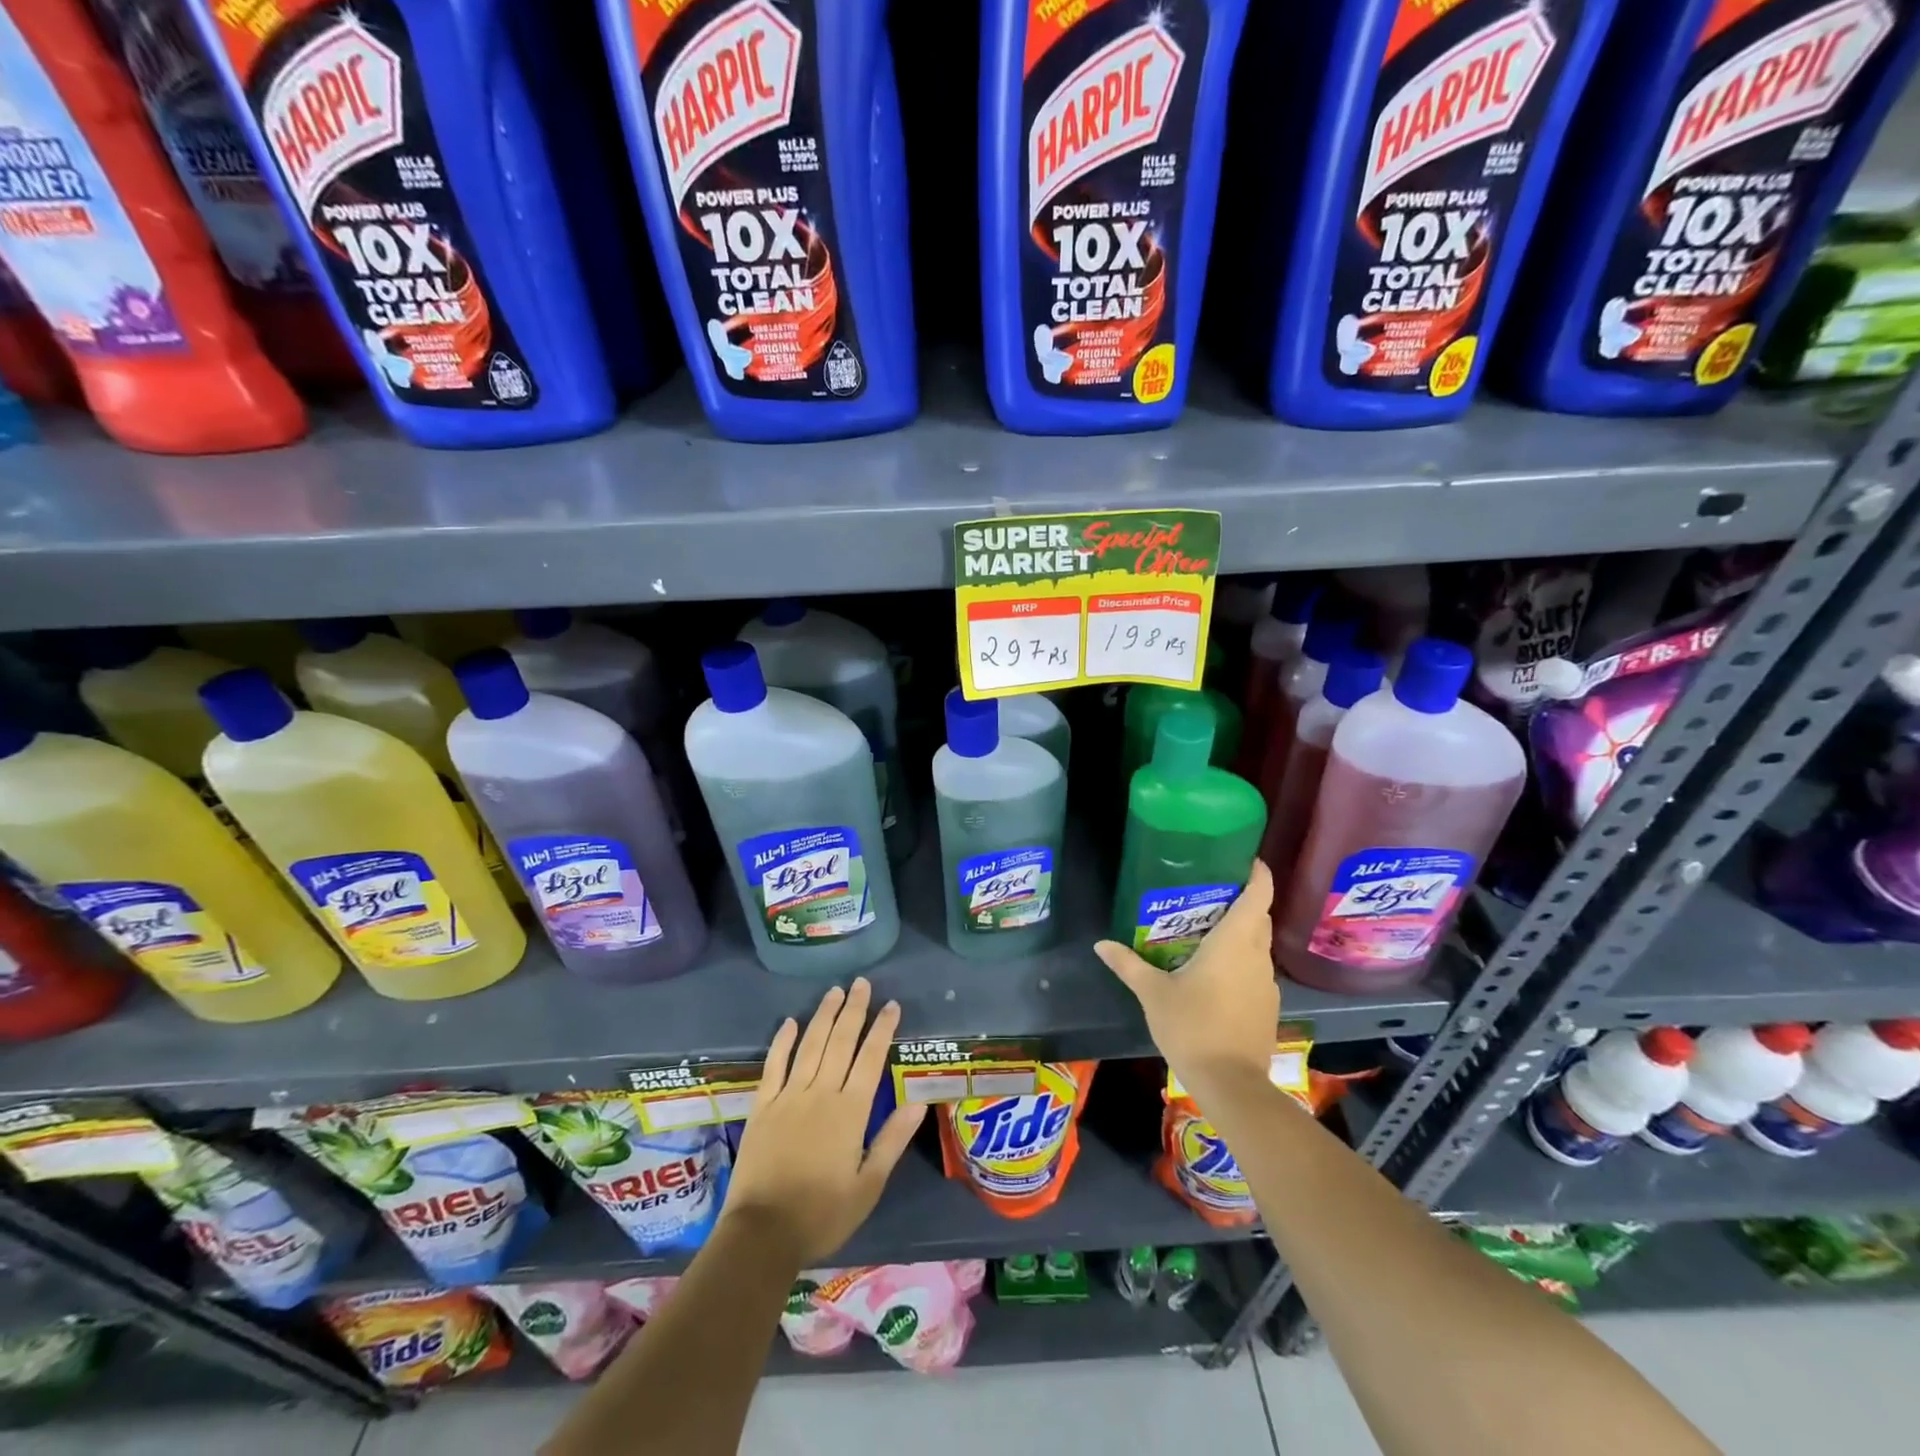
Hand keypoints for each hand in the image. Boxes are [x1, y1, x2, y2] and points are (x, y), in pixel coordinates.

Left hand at [721, 978, 926, 1265]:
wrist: (762, 1234)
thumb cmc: (822, 1214)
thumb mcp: (868, 1186)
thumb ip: (892, 1140)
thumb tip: (919, 1102)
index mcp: (850, 1111)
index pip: (871, 1058)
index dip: (883, 1029)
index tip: (892, 1005)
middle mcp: (821, 1093)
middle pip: (841, 1042)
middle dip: (854, 1010)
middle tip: (862, 983)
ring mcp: (788, 1096)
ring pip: (810, 1045)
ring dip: (824, 1016)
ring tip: (835, 991)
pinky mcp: (762, 1106)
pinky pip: (773, 1065)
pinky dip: (782, 1041)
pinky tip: (790, 1022)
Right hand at [1094, 860, 1279, 1098]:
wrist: (1231, 1085)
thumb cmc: (1192, 1027)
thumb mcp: (1152, 993)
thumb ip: (1128, 964)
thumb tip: (1100, 944)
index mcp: (1234, 942)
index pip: (1259, 896)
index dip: (1258, 873)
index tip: (1246, 859)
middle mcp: (1257, 956)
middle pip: (1259, 917)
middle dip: (1243, 901)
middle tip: (1210, 893)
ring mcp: (1266, 983)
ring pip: (1258, 945)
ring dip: (1242, 933)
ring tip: (1207, 930)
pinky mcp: (1267, 1006)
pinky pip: (1256, 970)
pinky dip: (1241, 960)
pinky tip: (1215, 973)